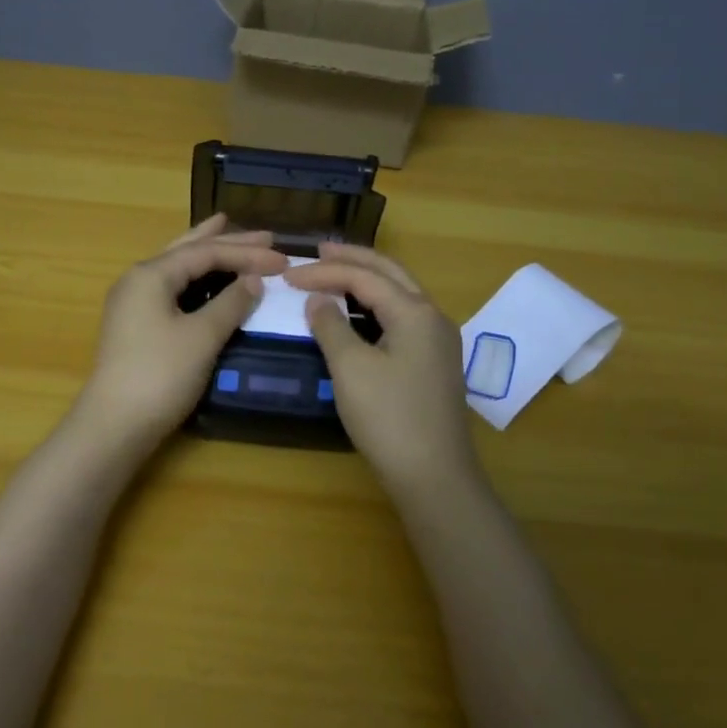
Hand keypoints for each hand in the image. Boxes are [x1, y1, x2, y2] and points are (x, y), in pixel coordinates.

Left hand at [74, 214, 286, 455]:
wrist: (115, 425)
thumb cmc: (160, 375)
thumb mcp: (202, 337)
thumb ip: (230, 303)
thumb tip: (253, 280)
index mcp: (151, 274)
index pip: (206, 253)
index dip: (247, 254)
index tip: (283, 259)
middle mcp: (138, 280)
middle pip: (188, 251)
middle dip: (226, 241)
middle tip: (263, 234)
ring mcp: (133, 303)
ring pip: (177, 268)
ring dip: (207, 255)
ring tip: (228, 236)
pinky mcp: (136, 325)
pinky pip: (172, 289)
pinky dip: (196, 280)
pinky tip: (208, 281)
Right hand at [284, 244, 478, 490]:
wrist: (434, 476)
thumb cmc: (389, 418)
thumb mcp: (351, 369)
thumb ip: (331, 326)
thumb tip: (318, 300)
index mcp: (415, 312)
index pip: (364, 277)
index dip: (324, 272)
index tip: (288, 276)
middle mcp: (433, 317)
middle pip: (390, 273)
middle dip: (353, 259)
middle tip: (318, 251)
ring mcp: (438, 341)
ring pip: (400, 293)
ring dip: (367, 279)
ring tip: (335, 273)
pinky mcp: (434, 362)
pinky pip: (402, 317)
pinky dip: (376, 304)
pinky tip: (358, 312)